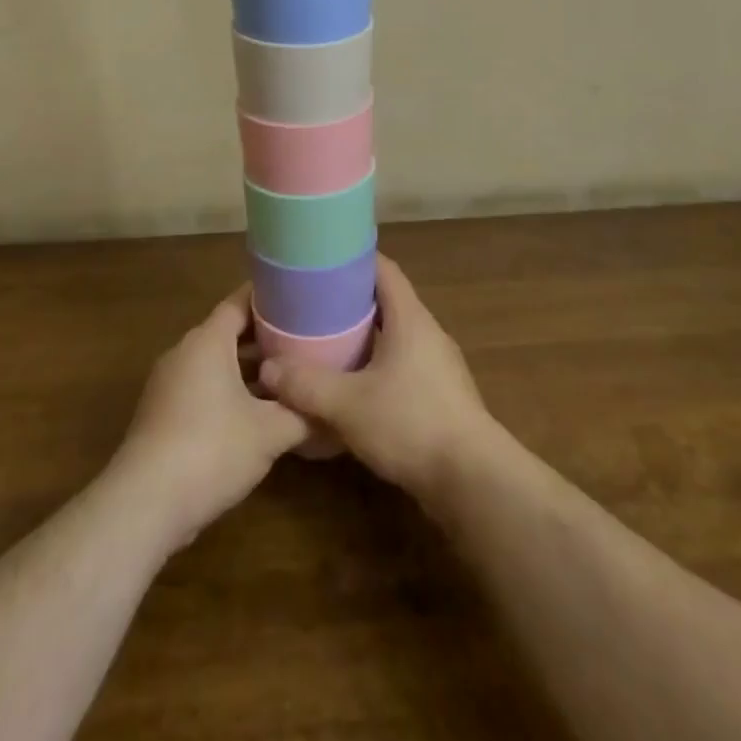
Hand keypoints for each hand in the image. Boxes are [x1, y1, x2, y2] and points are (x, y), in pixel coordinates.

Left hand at [111, 289, 308, 550]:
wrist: (144, 505)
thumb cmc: (211, 450)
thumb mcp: (270, 432)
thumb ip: (303, 413)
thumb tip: (332, 408)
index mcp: (208, 341)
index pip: (241, 301)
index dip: (270, 298)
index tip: (300, 298)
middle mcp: (185, 353)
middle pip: (229, 332)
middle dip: (266, 336)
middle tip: (305, 338)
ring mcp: (169, 384)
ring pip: (216, 363)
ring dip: (249, 368)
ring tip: (288, 375)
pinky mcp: (163, 415)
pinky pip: (203, 388)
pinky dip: (230, 391)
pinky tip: (257, 414)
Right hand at [259, 255, 500, 503]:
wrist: (473, 480)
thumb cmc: (411, 424)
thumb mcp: (348, 405)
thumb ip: (306, 385)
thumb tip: (267, 369)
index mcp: (410, 318)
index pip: (383, 269)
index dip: (354, 260)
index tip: (322, 261)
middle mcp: (427, 332)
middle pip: (387, 302)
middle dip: (351, 301)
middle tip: (313, 306)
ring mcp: (438, 365)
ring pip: (395, 337)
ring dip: (364, 337)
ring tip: (326, 344)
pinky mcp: (441, 396)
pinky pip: (403, 366)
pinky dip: (377, 366)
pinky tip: (353, 387)